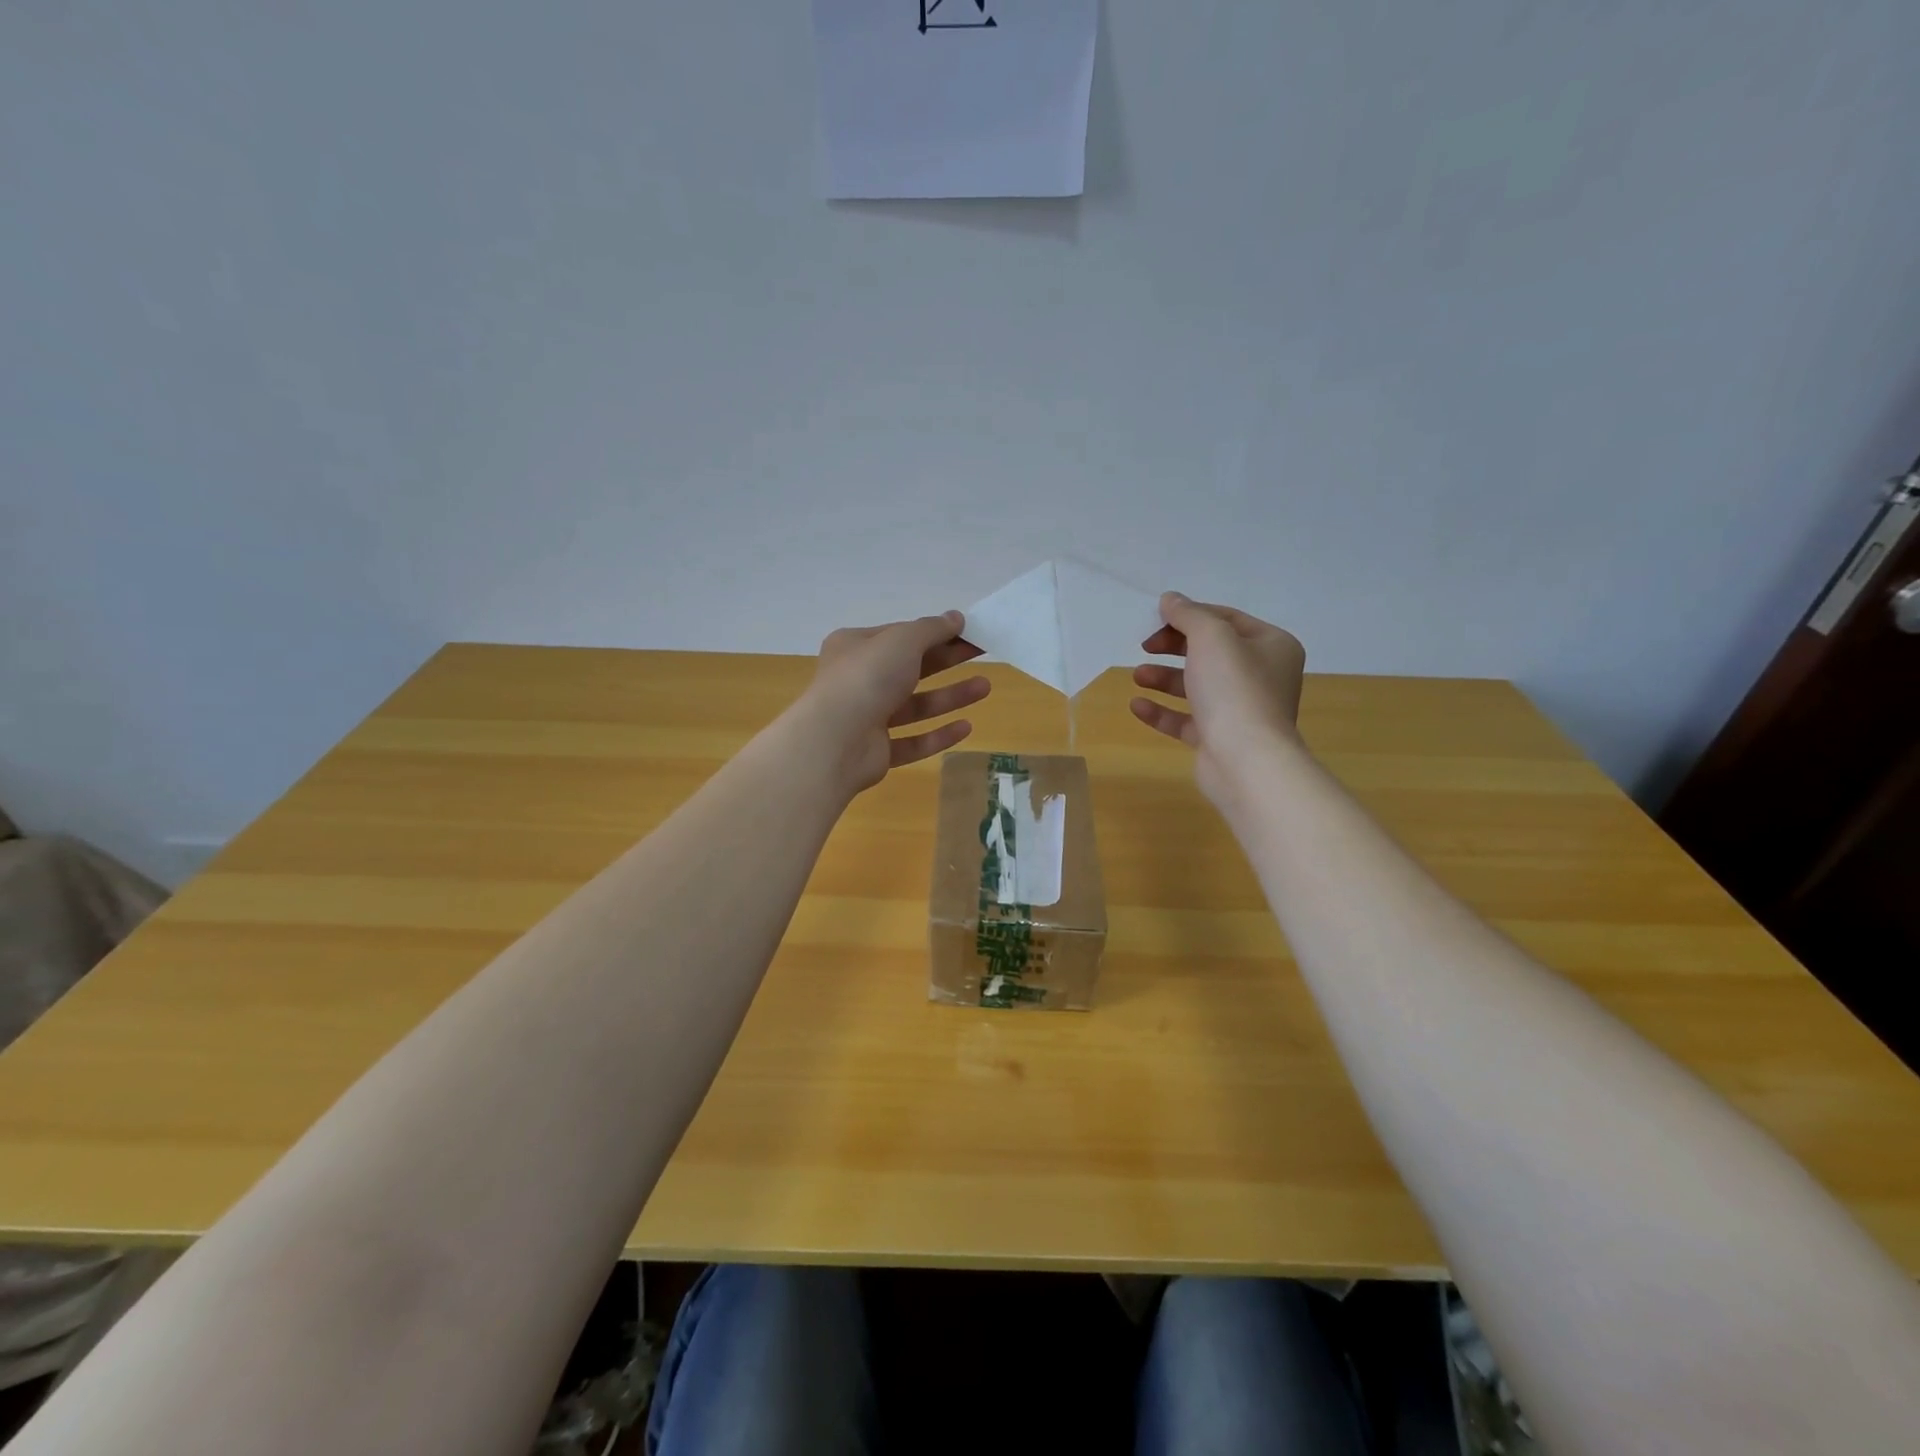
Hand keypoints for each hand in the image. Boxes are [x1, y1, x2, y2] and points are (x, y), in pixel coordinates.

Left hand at [800, 612, 989, 795]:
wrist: (835, 740)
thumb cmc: (867, 678)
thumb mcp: (902, 640)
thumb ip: (931, 629)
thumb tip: (955, 617)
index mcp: (855, 647)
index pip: (900, 636)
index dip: (935, 633)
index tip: (968, 632)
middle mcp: (858, 681)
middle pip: (911, 669)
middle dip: (947, 661)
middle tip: (983, 653)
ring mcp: (866, 718)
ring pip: (914, 706)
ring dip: (949, 696)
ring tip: (985, 688)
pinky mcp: (876, 752)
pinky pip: (912, 742)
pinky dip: (938, 734)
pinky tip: (966, 727)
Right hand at [1130, 593, 1305, 800]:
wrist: (1246, 760)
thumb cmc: (1234, 689)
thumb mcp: (1211, 637)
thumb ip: (1188, 614)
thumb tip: (1171, 599)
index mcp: (1272, 646)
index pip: (1226, 619)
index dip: (1189, 615)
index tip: (1156, 619)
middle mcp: (1261, 676)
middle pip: (1210, 651)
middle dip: (1174, 647)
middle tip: (1145, 646)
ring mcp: (1240, 710)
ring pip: (1196, 686)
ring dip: (1164, 678)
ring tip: (1136, 676)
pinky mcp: (1219, 738)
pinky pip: (1187, 719)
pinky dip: (1162, 711)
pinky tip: (1136, 705)